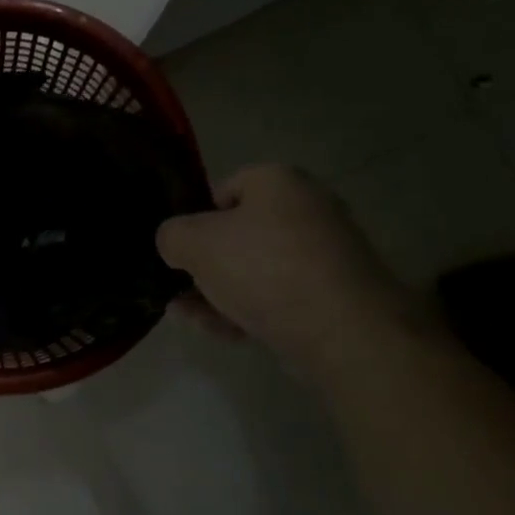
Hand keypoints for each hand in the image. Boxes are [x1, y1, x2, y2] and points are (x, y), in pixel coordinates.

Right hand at [157, 164, 427, 381]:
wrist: (343, 331)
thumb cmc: (263, 269)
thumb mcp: (194, 243)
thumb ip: (171, 236)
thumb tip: (175, 244)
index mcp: (279, 181)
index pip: (225, 189)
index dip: (196, 217)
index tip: (181, 249)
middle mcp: (307, 210)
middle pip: (239, 234)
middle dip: (204, 265)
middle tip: (179, 288)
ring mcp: (324, 255)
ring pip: (255, 271)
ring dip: (218, 293)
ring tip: (188, 316)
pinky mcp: (332, 296)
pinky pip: (278, 297)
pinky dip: (248, 311)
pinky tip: (222, 332)